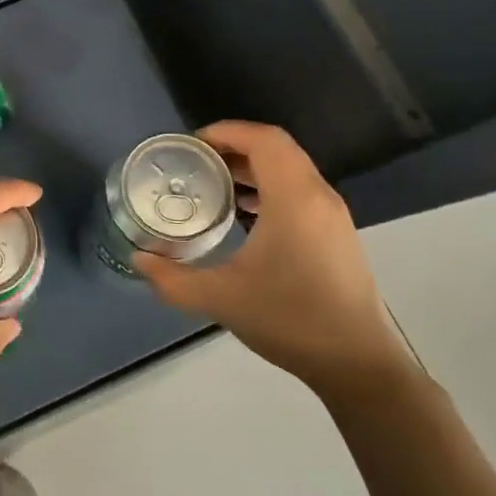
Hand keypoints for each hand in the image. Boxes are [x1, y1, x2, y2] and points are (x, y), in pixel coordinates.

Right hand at [136, 121, 415, 401]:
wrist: (356, 363)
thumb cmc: (289, 319)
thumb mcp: (220, 299)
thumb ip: (172, 278)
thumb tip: (138, 259)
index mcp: (294, 200)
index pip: (264, 140)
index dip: (227, 131)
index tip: (192, 144)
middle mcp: (318, 197)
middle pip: (277, 149)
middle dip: (234, 147)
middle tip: (195, 161)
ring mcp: (332, 216)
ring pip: (291, 169)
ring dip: (252, 167)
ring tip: (214, 184)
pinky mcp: (337, 234)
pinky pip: (300, 190)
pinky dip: (269, 187)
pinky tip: (244, 214)